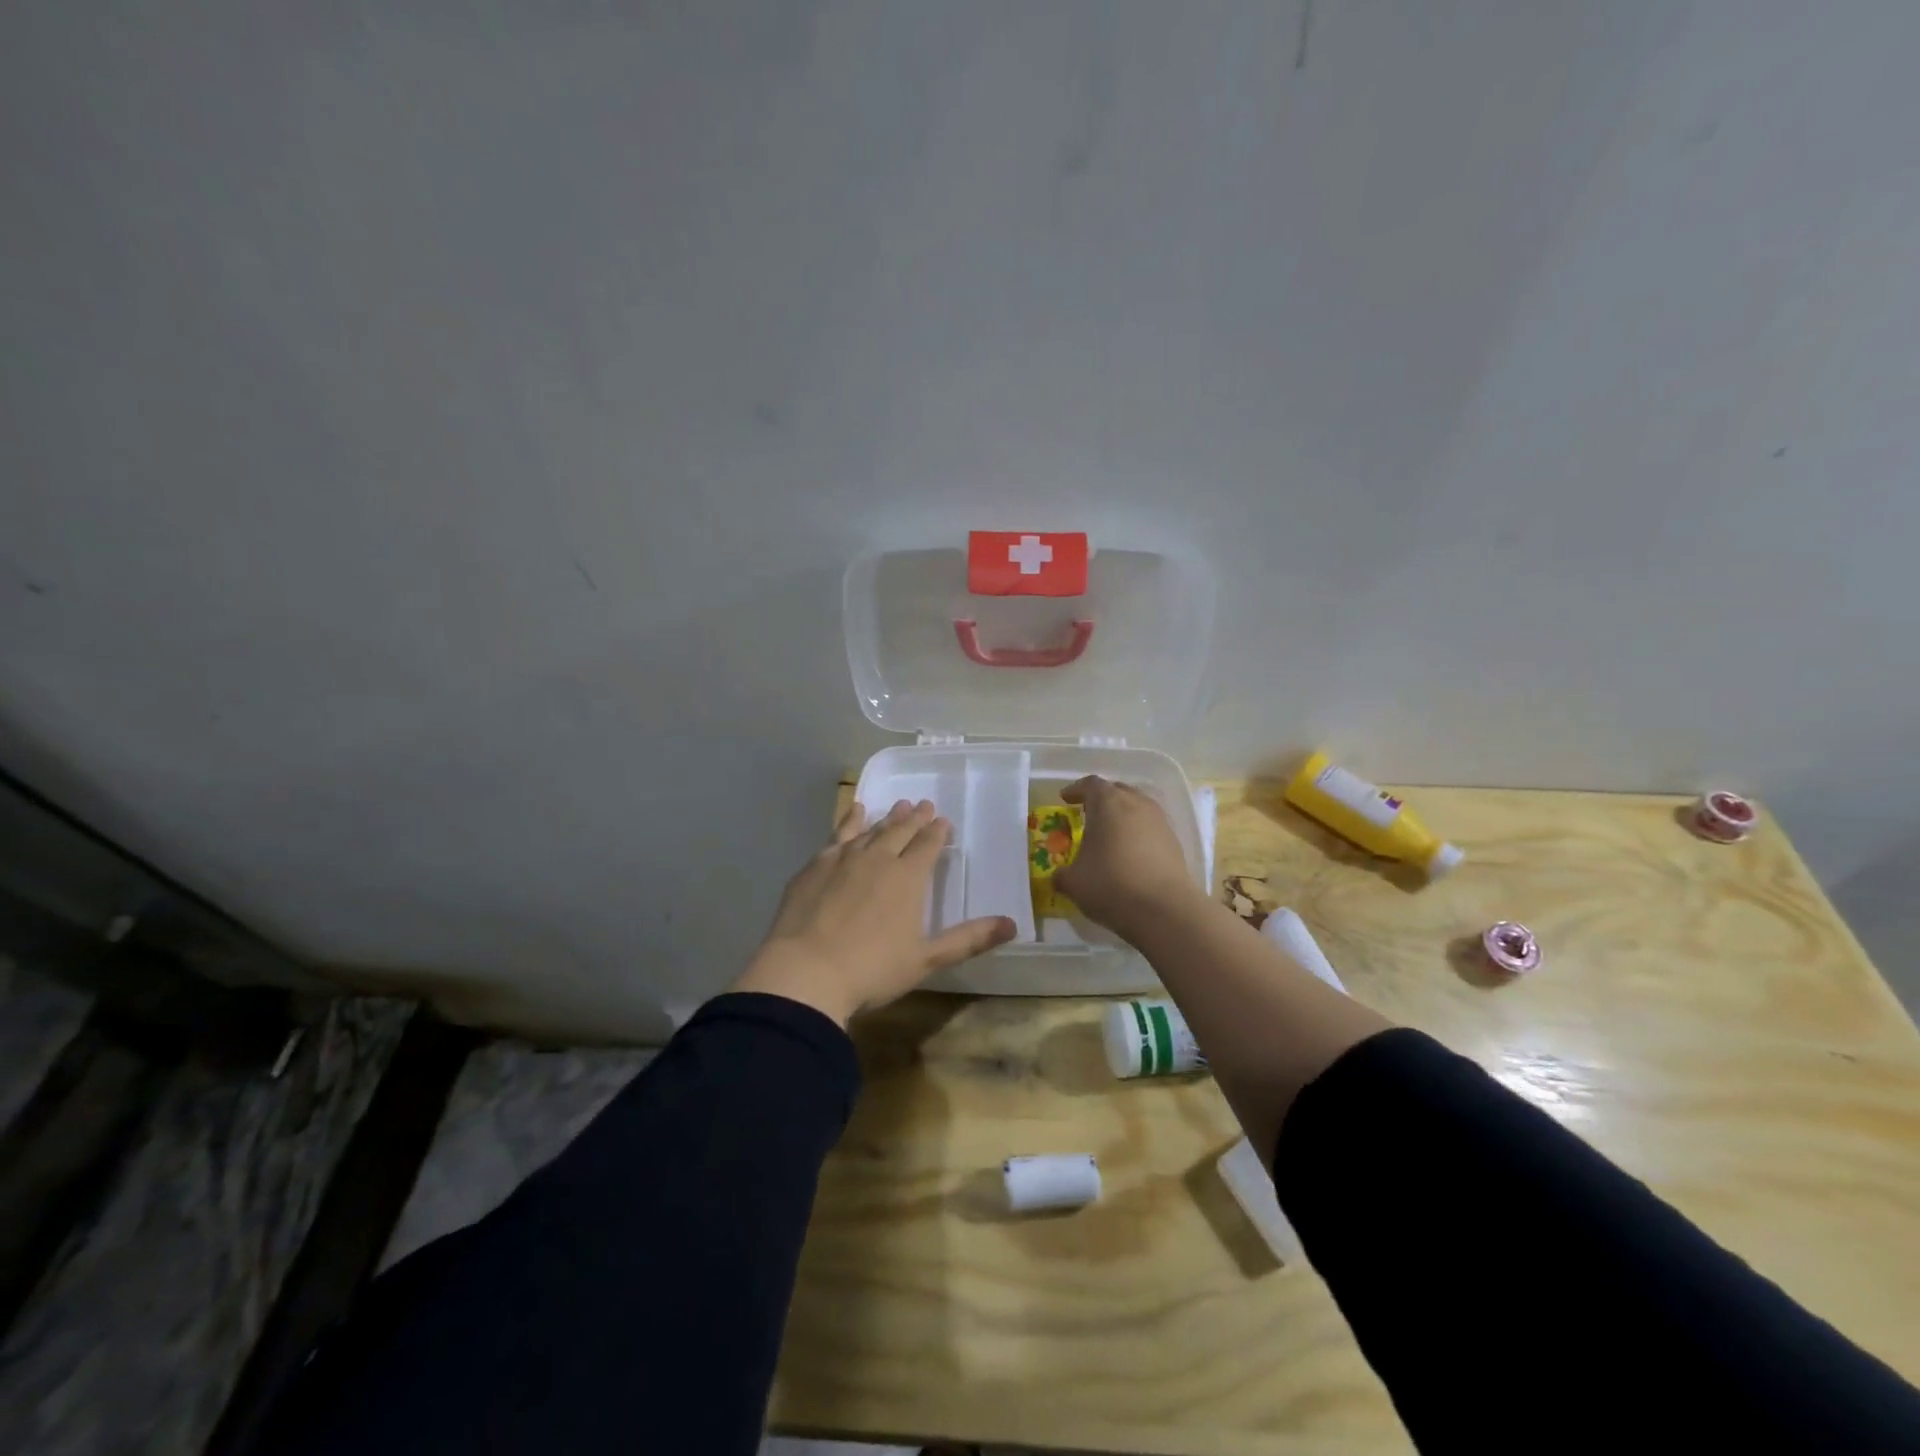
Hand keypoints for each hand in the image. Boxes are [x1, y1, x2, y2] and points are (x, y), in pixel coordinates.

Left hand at [732, 799, 1017, 1025]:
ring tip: (896, 806)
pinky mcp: (815, 865)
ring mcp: (843, 858)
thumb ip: (968, 939)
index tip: (943, 821)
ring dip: (886, 817)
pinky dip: (850, 820)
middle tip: (923, 805)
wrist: (805, 972)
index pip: (928, 845)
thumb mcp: (926, 959)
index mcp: (908, 878)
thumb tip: (1013, 925)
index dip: (937, 832)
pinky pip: (838, 834)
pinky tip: (853, 813)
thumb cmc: (872, 969)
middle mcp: (878, 858)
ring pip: (871, 829)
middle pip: (900, 831)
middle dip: (915, 818)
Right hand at [1053, 775, 1204, 939]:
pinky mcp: (1175, 843)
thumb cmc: (1111, 885)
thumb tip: (1058, 876)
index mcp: (1108, 803)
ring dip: (1122, 817)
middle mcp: (1136, 804)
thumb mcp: (1074, 883)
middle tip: (1088, 814)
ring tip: (1110, 835)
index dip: (1076, 790)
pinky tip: (1130, 855)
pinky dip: (1138, 835)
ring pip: (1137, 808)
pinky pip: (1151, 829)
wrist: (1165, 910)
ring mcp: (1160, 822)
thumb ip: (1062, 875)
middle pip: (1117, 791)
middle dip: (1101, 800)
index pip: (1090, 785)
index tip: (1066, 798)